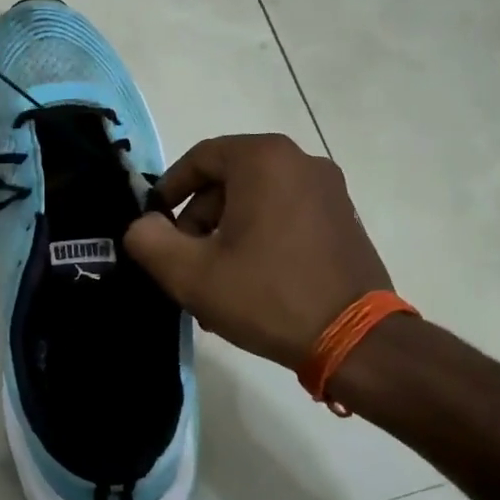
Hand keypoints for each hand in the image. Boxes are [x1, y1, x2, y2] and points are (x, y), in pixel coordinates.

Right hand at [124, 134, 393, 372]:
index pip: (200, 158)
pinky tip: (249, 282)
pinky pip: (285, 214)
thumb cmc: (266, 296)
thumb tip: (143, 225)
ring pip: (256, 200)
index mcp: (264, 160)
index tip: (155, 224)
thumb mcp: (190, 273)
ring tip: (214, 281)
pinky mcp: (343, 218)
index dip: (169, 189)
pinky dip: (259, 237)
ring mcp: (328, 190)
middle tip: (185, 260)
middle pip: (228, 179)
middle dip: (198, 218)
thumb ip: (149, 240)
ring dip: (226, 232)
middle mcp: (300, 161)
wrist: (355, 341)